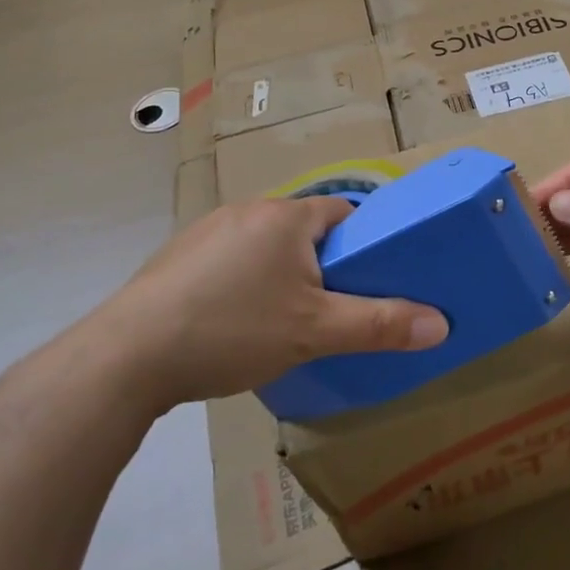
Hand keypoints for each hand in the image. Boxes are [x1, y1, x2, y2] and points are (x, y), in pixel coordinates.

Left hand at [85, 198, 448, 409]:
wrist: (127, 357)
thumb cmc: (234, 329)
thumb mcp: (316, 332)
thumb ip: (380, 325)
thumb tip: (442, 323)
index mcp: (285, 217)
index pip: (343, 211)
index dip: (364, 240)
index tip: (373, 275)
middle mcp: (247, 211)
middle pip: (304, 230)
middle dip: (323, 263)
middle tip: (333, 307)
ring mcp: (206, 232)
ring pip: (264, 247)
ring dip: (281, 274)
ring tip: (285, 321)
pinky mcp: (176, 259)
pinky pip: (229, 262)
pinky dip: (243, 284)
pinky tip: (234, 325)